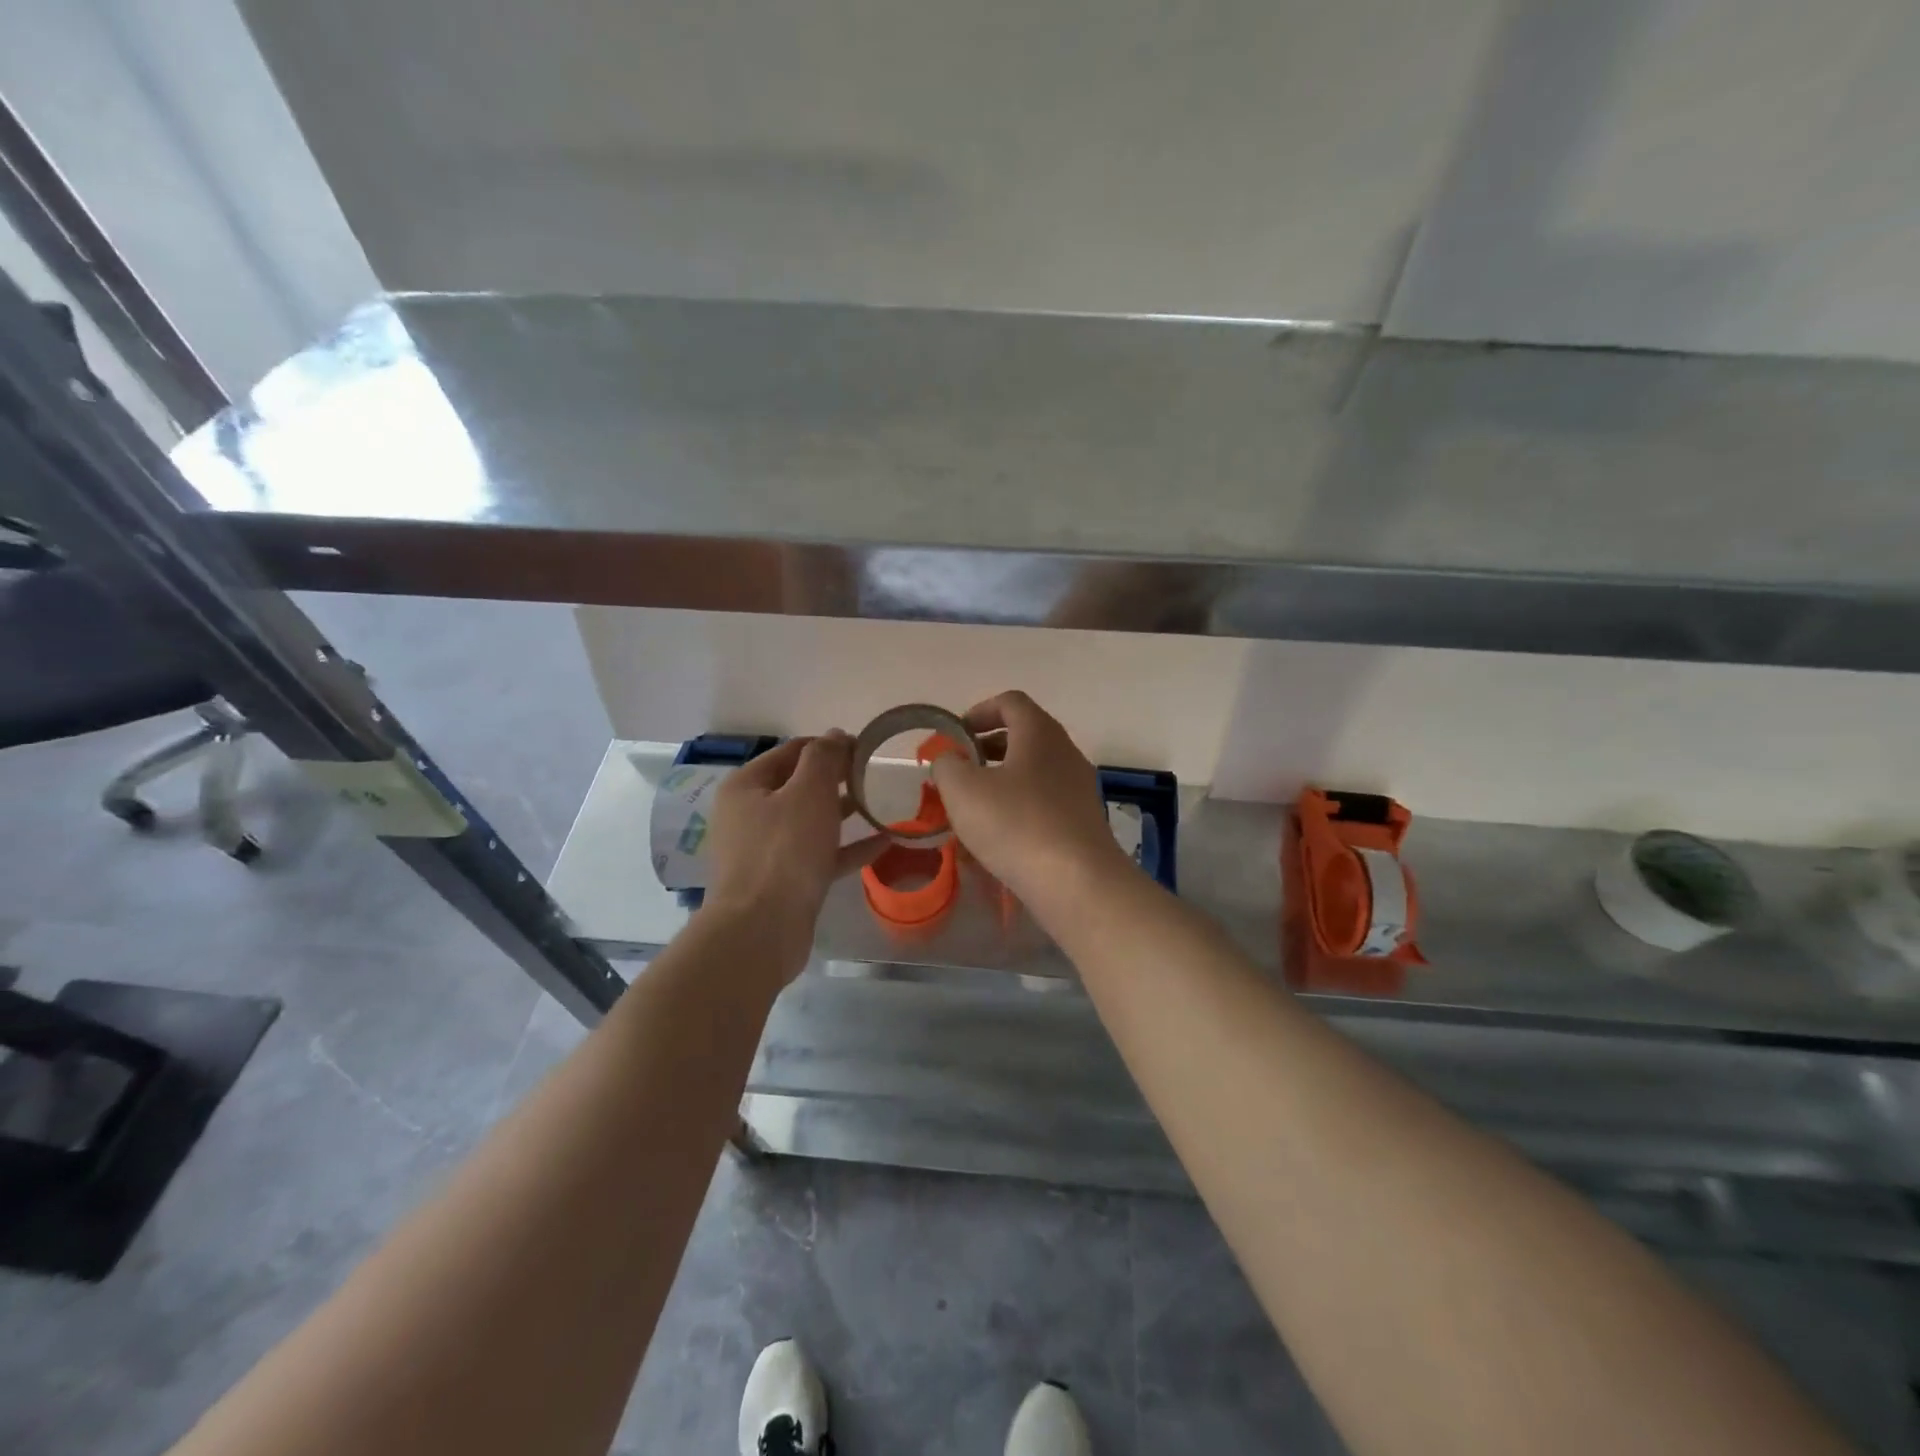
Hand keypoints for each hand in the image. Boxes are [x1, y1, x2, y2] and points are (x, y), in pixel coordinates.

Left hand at [704, 733, 881, 972]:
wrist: (761, 931)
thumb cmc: (783, 851)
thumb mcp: (808, 792)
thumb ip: (824, 758)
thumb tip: (836, 735)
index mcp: (747, 786)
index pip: (792, 751)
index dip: (829, 745)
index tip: (866, 747)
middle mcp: (751, 814)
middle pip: (799, 785)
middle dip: (838, 778)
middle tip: (875, 774)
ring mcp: (766, 850)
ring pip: (810, 821)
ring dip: (844, 811)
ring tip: (881, 803)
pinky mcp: (784, 881)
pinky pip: (820, 854)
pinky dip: (848, 847)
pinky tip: (885, 842)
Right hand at [928, 691, 1133, 905]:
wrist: (1077, 882)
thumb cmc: (1015, 824)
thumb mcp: (963, 790)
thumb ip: (947, 765)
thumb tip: (949, 759)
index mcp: (1039, 732)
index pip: (1010, 702)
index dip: (979, 711)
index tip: (955, 735)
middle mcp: (1065, 752)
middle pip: (1023, 736)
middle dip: (986, 749)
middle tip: (959, 770)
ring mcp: (1079, 787)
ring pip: (1033, 772)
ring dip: (1001, 781)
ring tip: (973, 807)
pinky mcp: (1083, 821)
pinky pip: (1044, 802)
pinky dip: (1018, 808)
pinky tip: (998, 838)